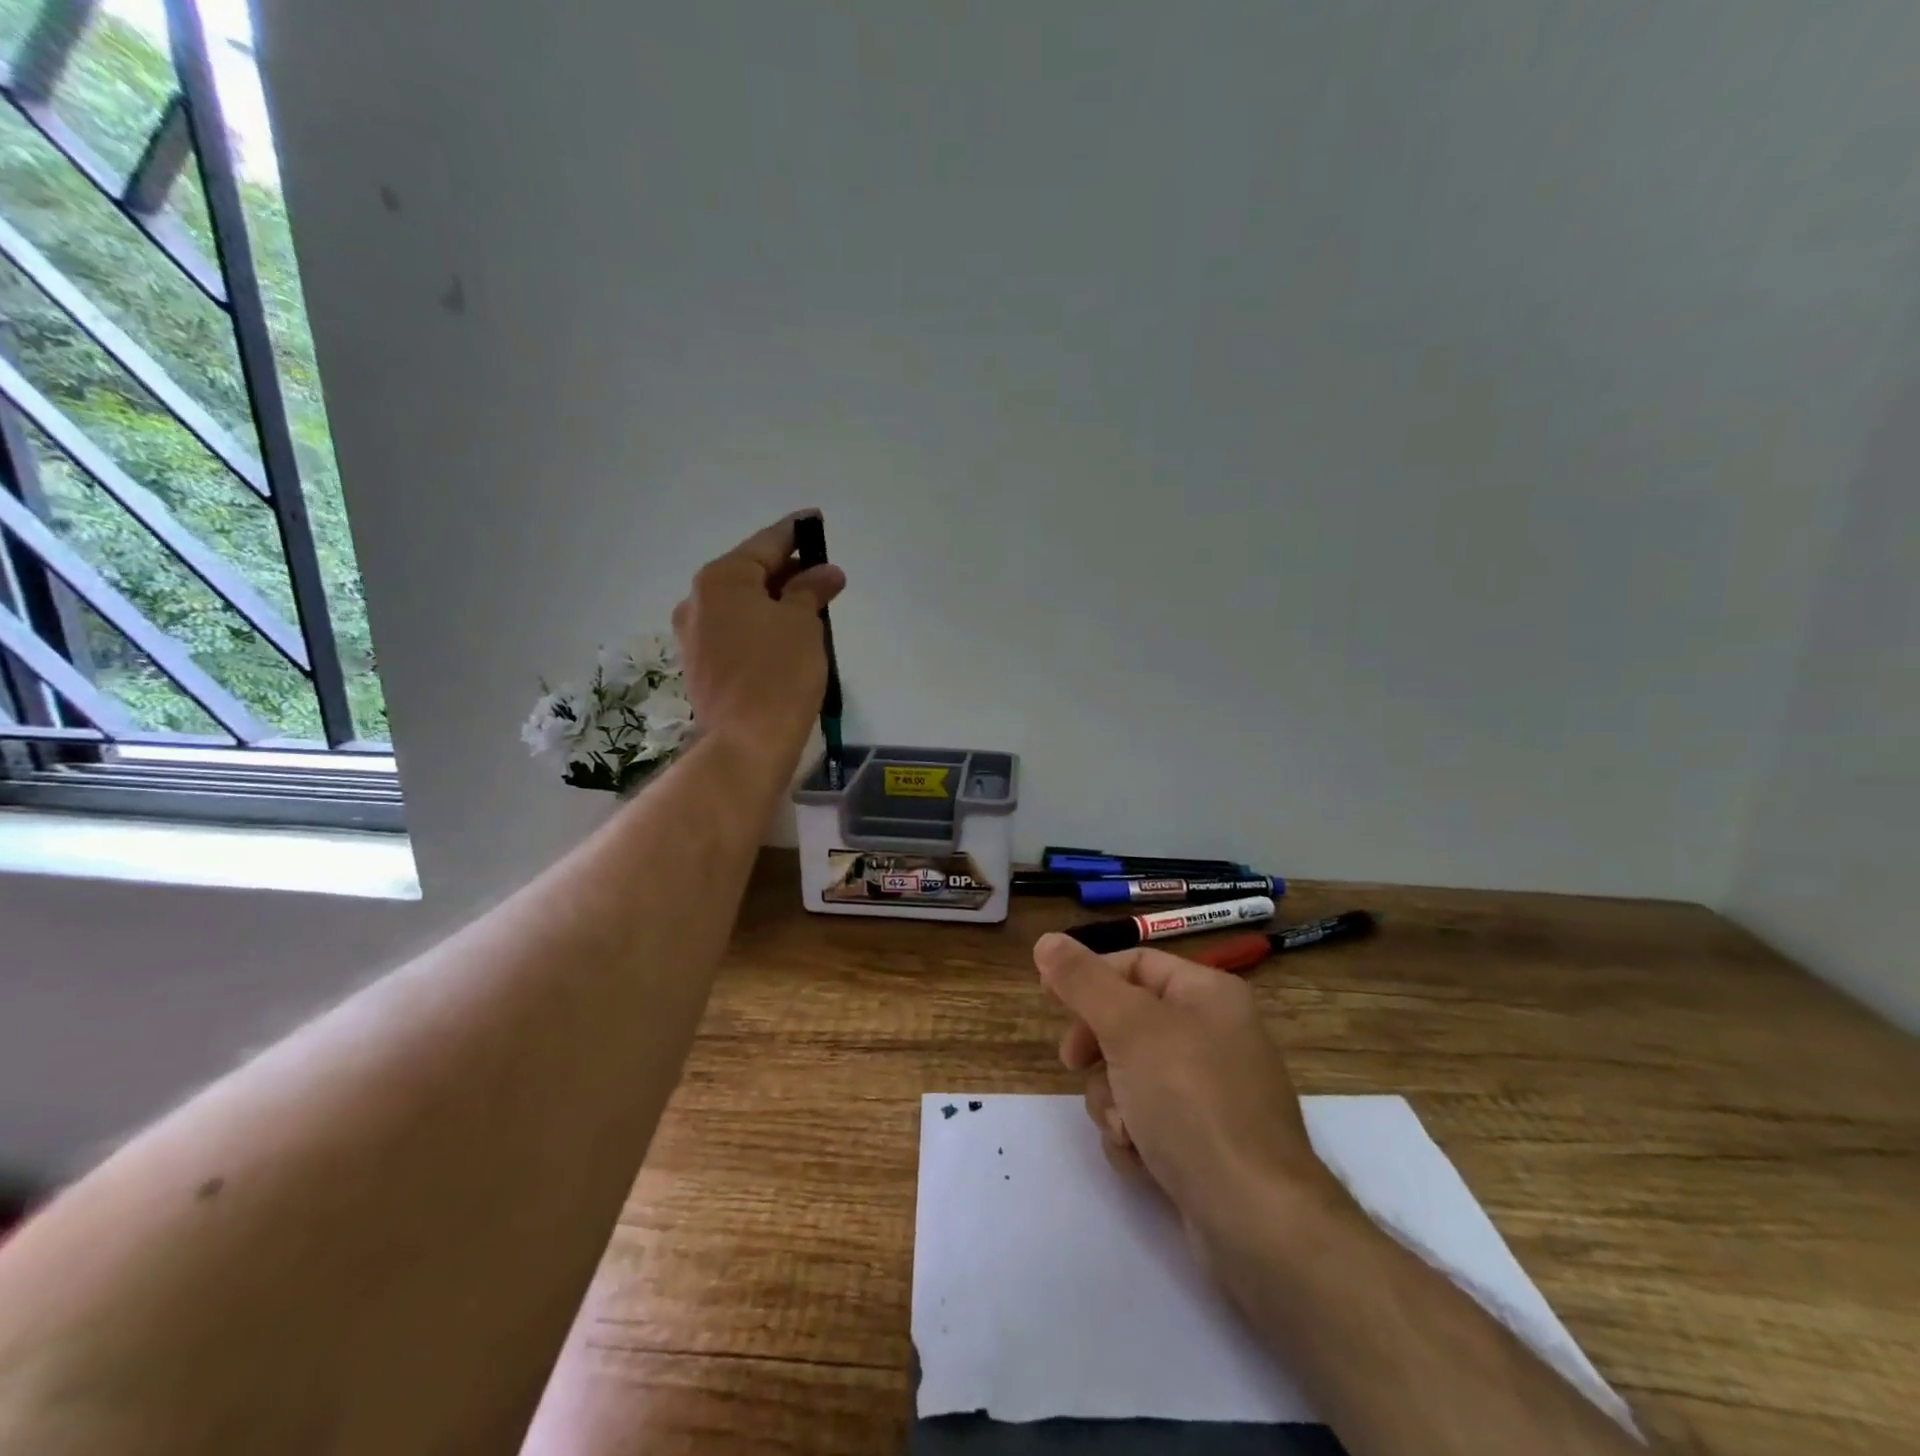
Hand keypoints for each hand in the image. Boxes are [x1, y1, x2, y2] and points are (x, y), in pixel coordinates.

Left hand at [673, 511, 845, 769]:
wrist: (745, 741)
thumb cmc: (779, 672)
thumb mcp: (803, 623)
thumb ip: (811, 589)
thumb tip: (825, 572)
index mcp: (721, 579)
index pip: (766, 543)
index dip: (795, 532)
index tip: (814, 521)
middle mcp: (698, 600)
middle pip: (750, 573)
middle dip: (788, 571)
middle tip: (823, 573)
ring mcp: (694, 635)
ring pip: (742, 605)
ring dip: (775, 601)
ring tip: (810, 606)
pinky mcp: (701, 665)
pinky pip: (735, 631)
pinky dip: (761, 626)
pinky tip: (786, 636)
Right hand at [1034, 932, 1342, 1254]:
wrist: (1256, 1221)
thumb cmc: (1192, 1103)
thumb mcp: (1129, 1028)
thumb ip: (1083, 981)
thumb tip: (1047, 940)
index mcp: (1209, 995)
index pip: (1134, 964)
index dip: (1088, 976)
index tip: (1047, 998)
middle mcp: (1215, 1035)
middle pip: (1129, 1021)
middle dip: (1098, 1049)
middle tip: (1075, 1064)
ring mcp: (1212, 1092)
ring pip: (1131, 1075)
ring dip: (1113, 1101)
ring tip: (1126, 1128)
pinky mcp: (1204, 1141)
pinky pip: (1148, 1119)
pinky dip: (1135, 1136)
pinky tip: (1143, 1160)